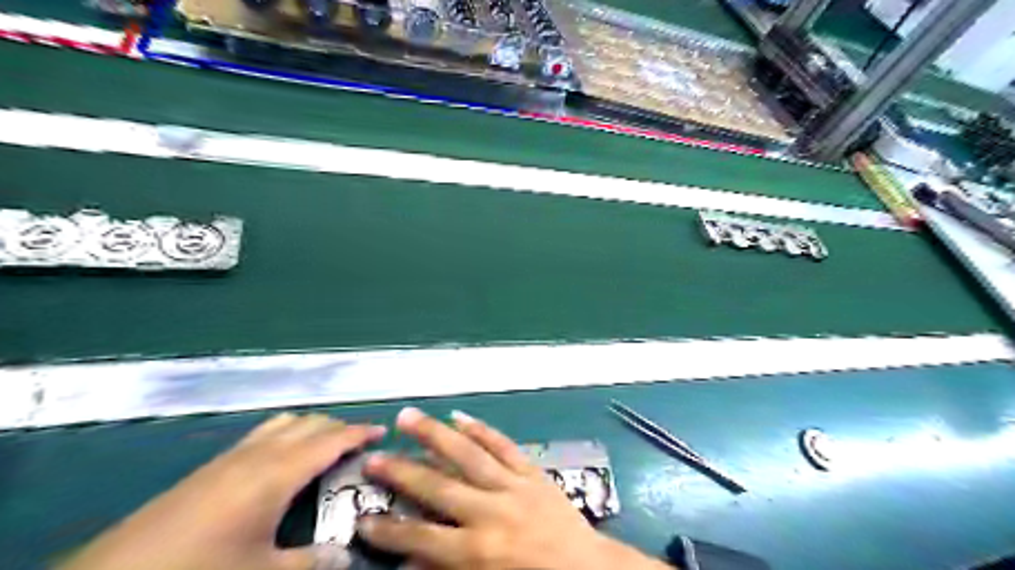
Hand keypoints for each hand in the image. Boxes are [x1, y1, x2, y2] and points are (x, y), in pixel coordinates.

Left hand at [57, 412, 387, 569]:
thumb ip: (311, 561)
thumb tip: (346, 555)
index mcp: (278, 472)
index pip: (331, 439)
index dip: (360, 432)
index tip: (383, 431)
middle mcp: (258, 453)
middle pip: (310, 423)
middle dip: (339, 427)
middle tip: (359, 445)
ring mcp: (231, 456)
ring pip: (284, 423)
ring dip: (311, 428)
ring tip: (326, 447)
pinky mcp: (210, 466)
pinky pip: (262, 434)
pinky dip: (286, 435)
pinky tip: (282, 461)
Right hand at [357, 407, 671, 568]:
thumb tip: (409, 560)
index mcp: (478, 551)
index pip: (420, 539)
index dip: (388, 530)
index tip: (362, 517)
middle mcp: (490, 512)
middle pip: (437, 487)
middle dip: (402, 472)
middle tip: (373, 458)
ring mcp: (513, 486)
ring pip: (468, 454)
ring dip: (435, 434)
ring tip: (409, 417)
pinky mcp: (531, 472)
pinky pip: (504, 445)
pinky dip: (481, 429)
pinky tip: (460, 415)